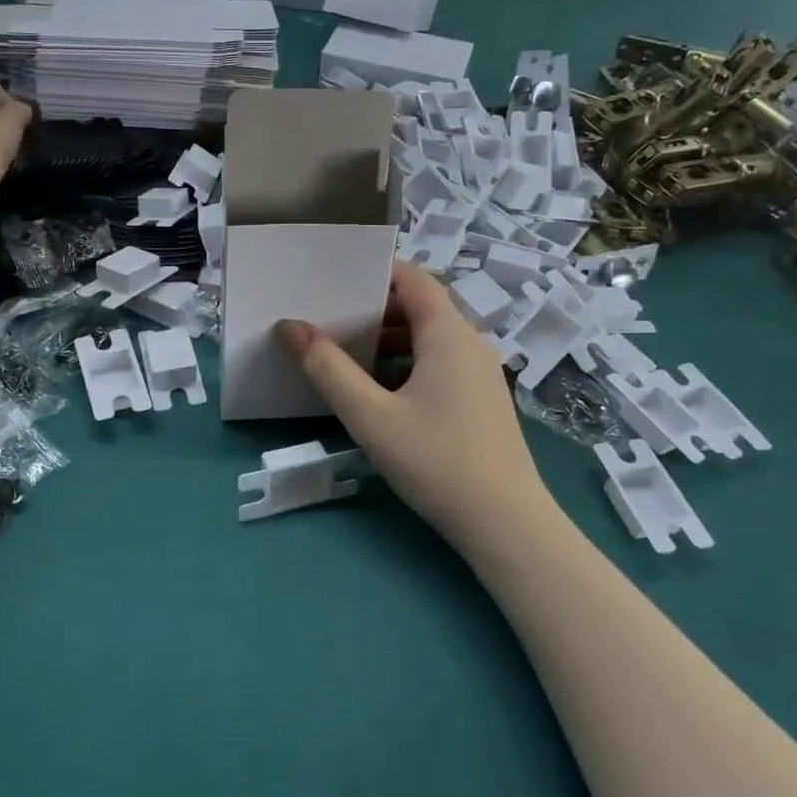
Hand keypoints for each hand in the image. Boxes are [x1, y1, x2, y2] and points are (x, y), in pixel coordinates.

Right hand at [278, 263, 548, 550]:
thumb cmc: (437, 461)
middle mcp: (470, 342)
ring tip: (344, 356)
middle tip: (327, 319)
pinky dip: (407, 364)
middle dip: (373, 309)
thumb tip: (289, 326)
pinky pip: (440, 363)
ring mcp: (481, 372)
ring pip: (429, 338)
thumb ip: (327, 369)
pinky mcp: (482, 399)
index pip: (412, 278)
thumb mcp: (371, 416)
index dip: (374, 272)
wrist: (507, 525)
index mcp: (448, 333)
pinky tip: (379, 393)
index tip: (333, 280)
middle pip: (420, 307)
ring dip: (388, 340)